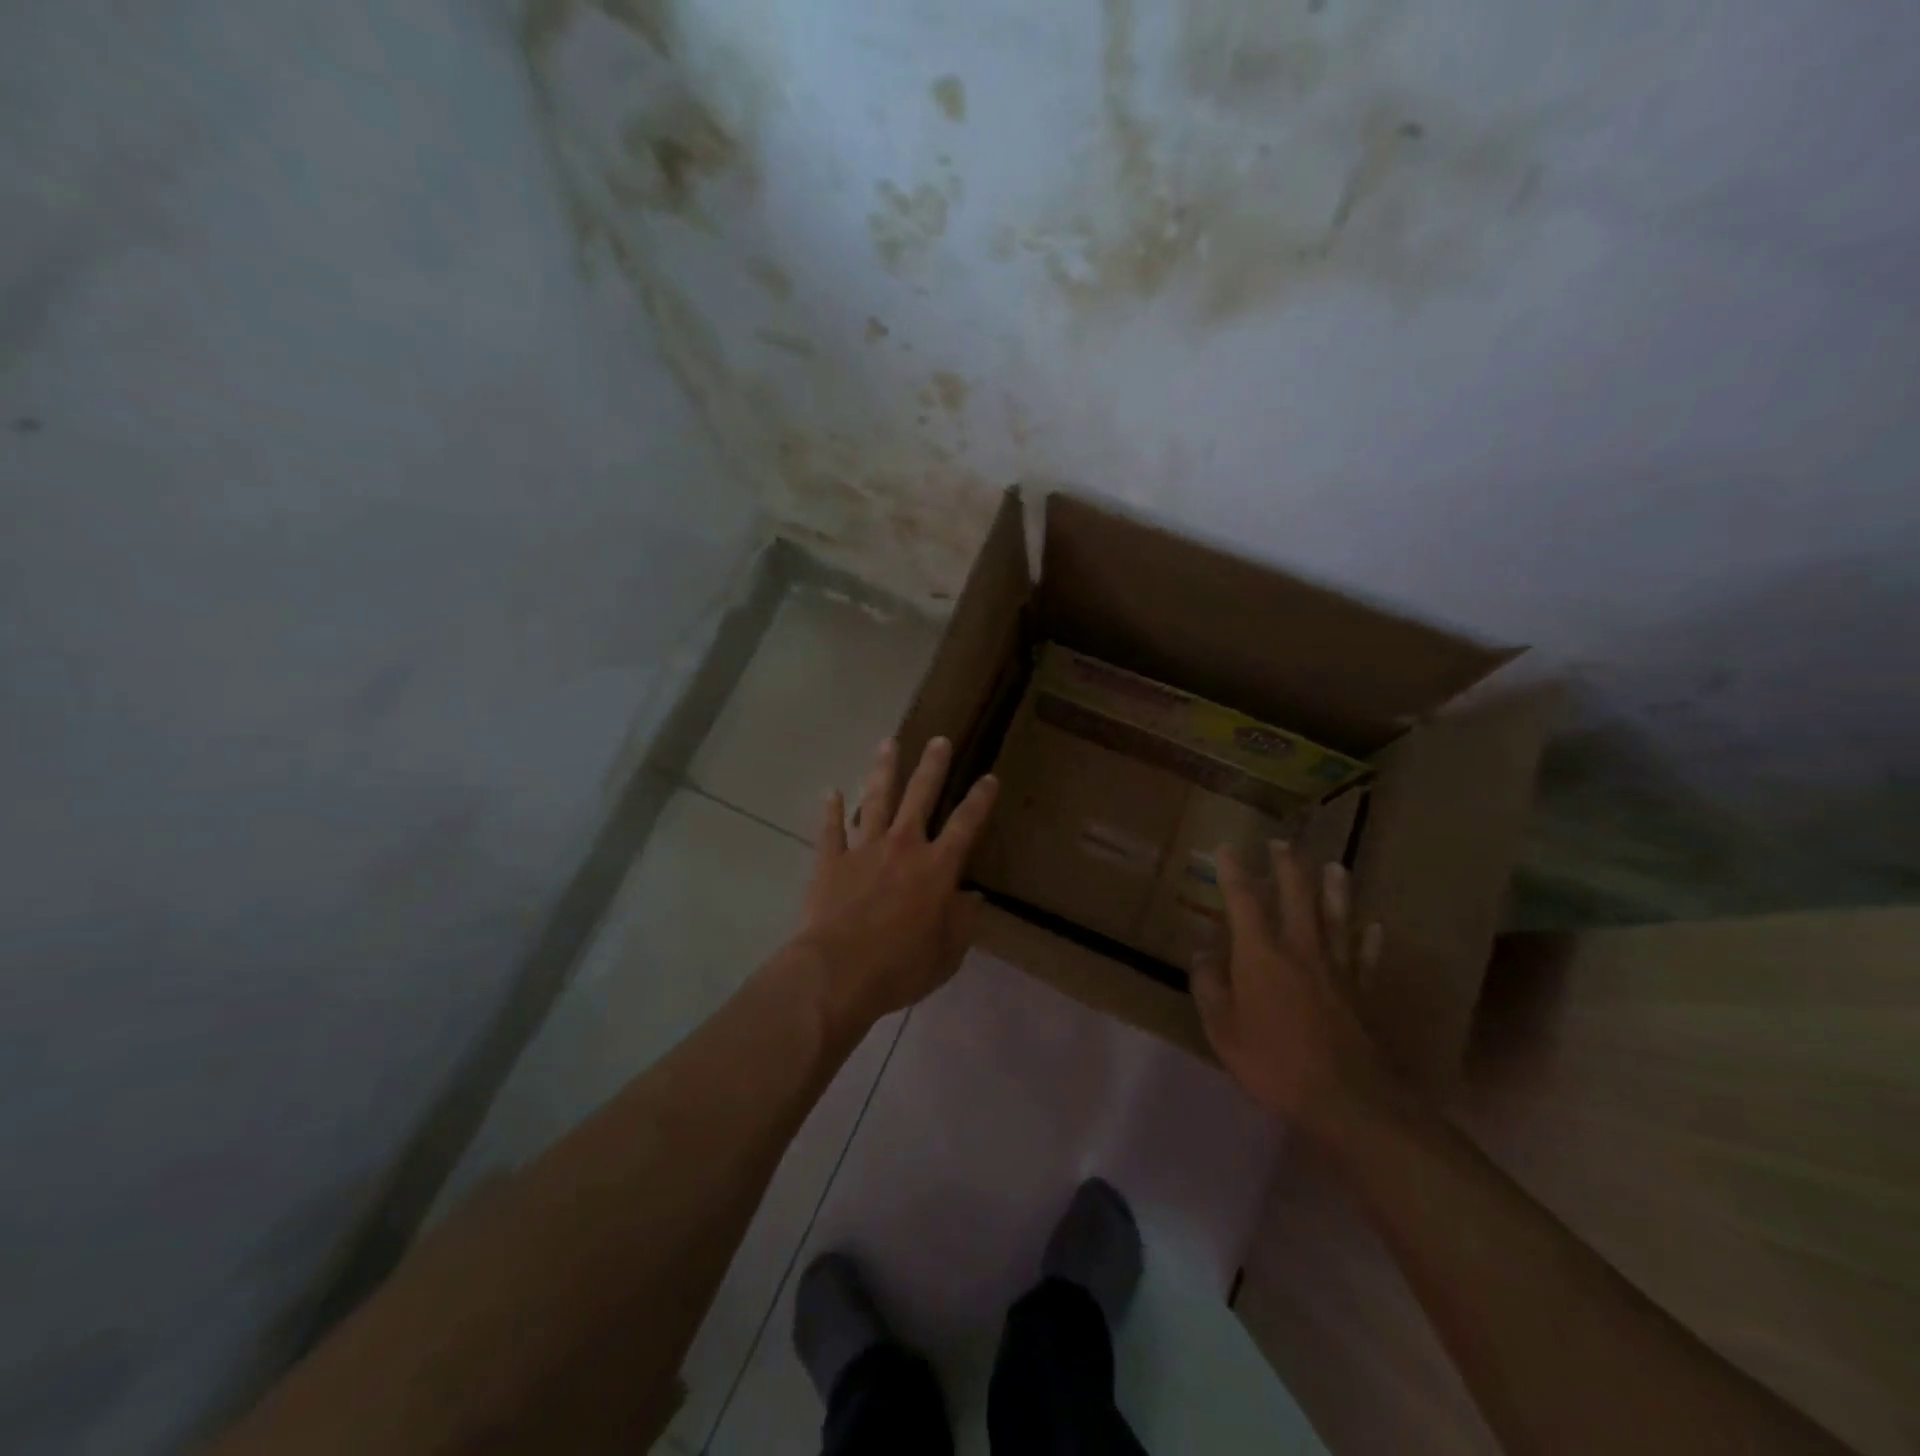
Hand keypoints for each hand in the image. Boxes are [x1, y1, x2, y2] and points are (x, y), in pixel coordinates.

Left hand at [788, 737, 998, 1029]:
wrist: (838, 972)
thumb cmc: (901, 967)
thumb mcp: (948, 952)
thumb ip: (963, 921)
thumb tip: (973, 898)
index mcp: (937, 868)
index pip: (966, 824)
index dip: (980, 800)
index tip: (989, 777)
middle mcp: (903, 847)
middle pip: (920, 796)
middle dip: (932, 766)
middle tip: (939, 740)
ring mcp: (863, 850)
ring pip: (875, 800)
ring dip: (883, 770)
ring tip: (888, 743)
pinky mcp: (831, 861)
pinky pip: (831, 830)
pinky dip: (831, 810)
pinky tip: (830, 791)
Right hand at [1192, 840, 1397, 1139]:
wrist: (1348, 1101)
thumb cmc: (1274, 1063)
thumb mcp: (1222, 1029)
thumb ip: (1210, 986)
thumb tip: (1204, 952)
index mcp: (1261, 954)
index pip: (1244, 900)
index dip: (1233, 872)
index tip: (1226, 848)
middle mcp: (1301, 949)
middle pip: (1297, 896)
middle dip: (1287, 866)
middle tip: (1281, 844)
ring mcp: (1337, 969)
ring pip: (1337, 918)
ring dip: (1335, 889)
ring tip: (1335, 866)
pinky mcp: (1363, 993)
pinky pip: (1367, 958)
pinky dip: (1370, 940)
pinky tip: (1375, 927)